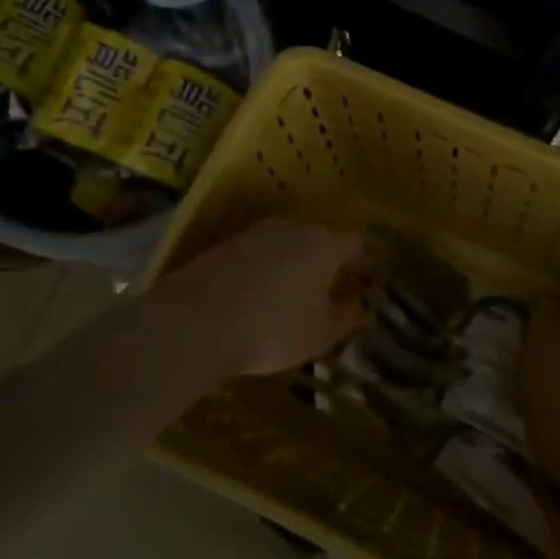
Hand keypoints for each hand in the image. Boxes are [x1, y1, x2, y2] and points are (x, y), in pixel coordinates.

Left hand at [156, 217, 368, 378]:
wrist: (195, 321)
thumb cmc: (274, 327)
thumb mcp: (322, 332)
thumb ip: (349, 314)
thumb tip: (362, 302)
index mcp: (325, 243)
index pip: (357, 244)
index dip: (364, 266)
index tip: (364, 290)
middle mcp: (294, 227)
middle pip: (321, 241)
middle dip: (329, 266)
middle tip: (330, 297)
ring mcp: (255, 232)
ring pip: (288, 246)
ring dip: (296, 268)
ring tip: (292, 301)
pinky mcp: (225, 244)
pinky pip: (259, 255)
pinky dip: (266, 272)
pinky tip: (258, 299)